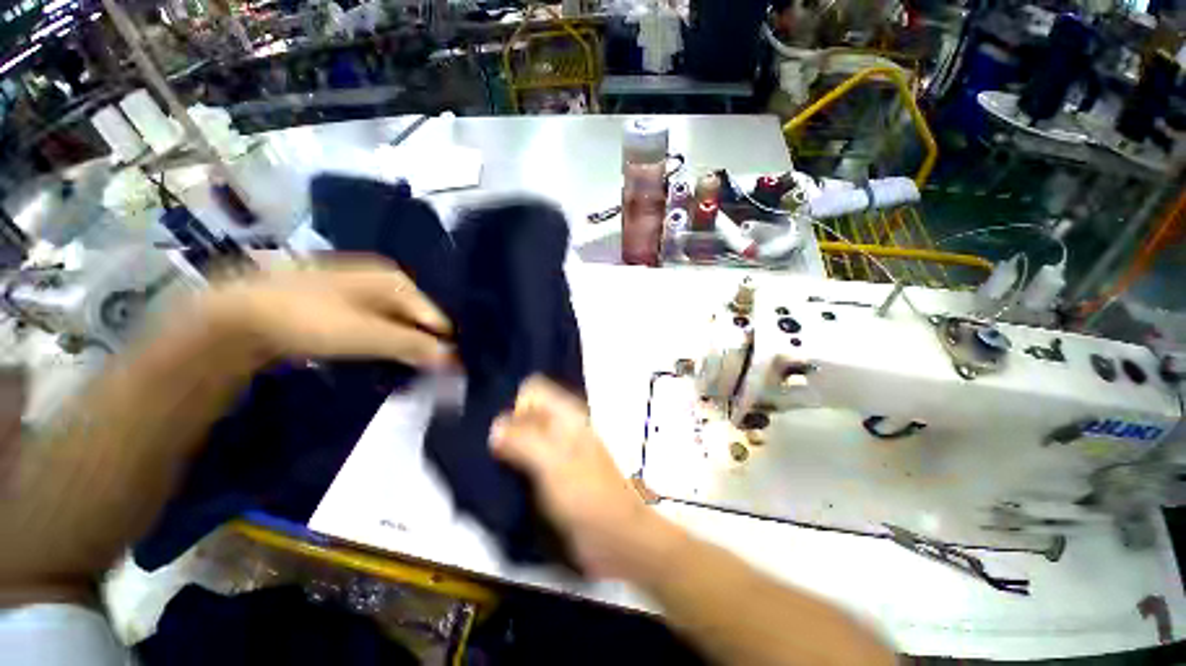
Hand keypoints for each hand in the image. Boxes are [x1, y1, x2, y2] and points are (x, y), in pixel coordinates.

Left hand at [203, 257, 452, 366]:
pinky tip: (374, 357)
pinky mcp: (346, 305)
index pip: (437, 319)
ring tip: (397, 369)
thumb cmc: (311, 320)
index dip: (442, 347)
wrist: (240, 315)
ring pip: (399, 326)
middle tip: (418, 374)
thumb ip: (416, 346)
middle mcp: (386, 281)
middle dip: (422, 347)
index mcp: (398, 282)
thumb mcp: (369, 335)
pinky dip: (383, 343)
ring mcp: (364, 291)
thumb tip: (454, 361)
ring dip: (402, 348)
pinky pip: (379, 327)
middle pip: (419, 322)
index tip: (443, 375)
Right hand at [489, 376, 684, 581]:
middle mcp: (562, 427)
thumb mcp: (551, 463)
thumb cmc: (585, 493)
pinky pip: (528, 458)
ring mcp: (558, 451)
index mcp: (566, 415)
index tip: (493, 426)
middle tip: (483, 444)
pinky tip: (497, 476)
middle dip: (506, 424)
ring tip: (485, 460)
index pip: (534, 390)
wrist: (613, 534)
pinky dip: (513, 462)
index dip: (513, 401)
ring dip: (507, 444)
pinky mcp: (554, 473)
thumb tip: (494, 427)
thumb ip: (522, 441)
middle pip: (528, 412)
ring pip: (526, 435)